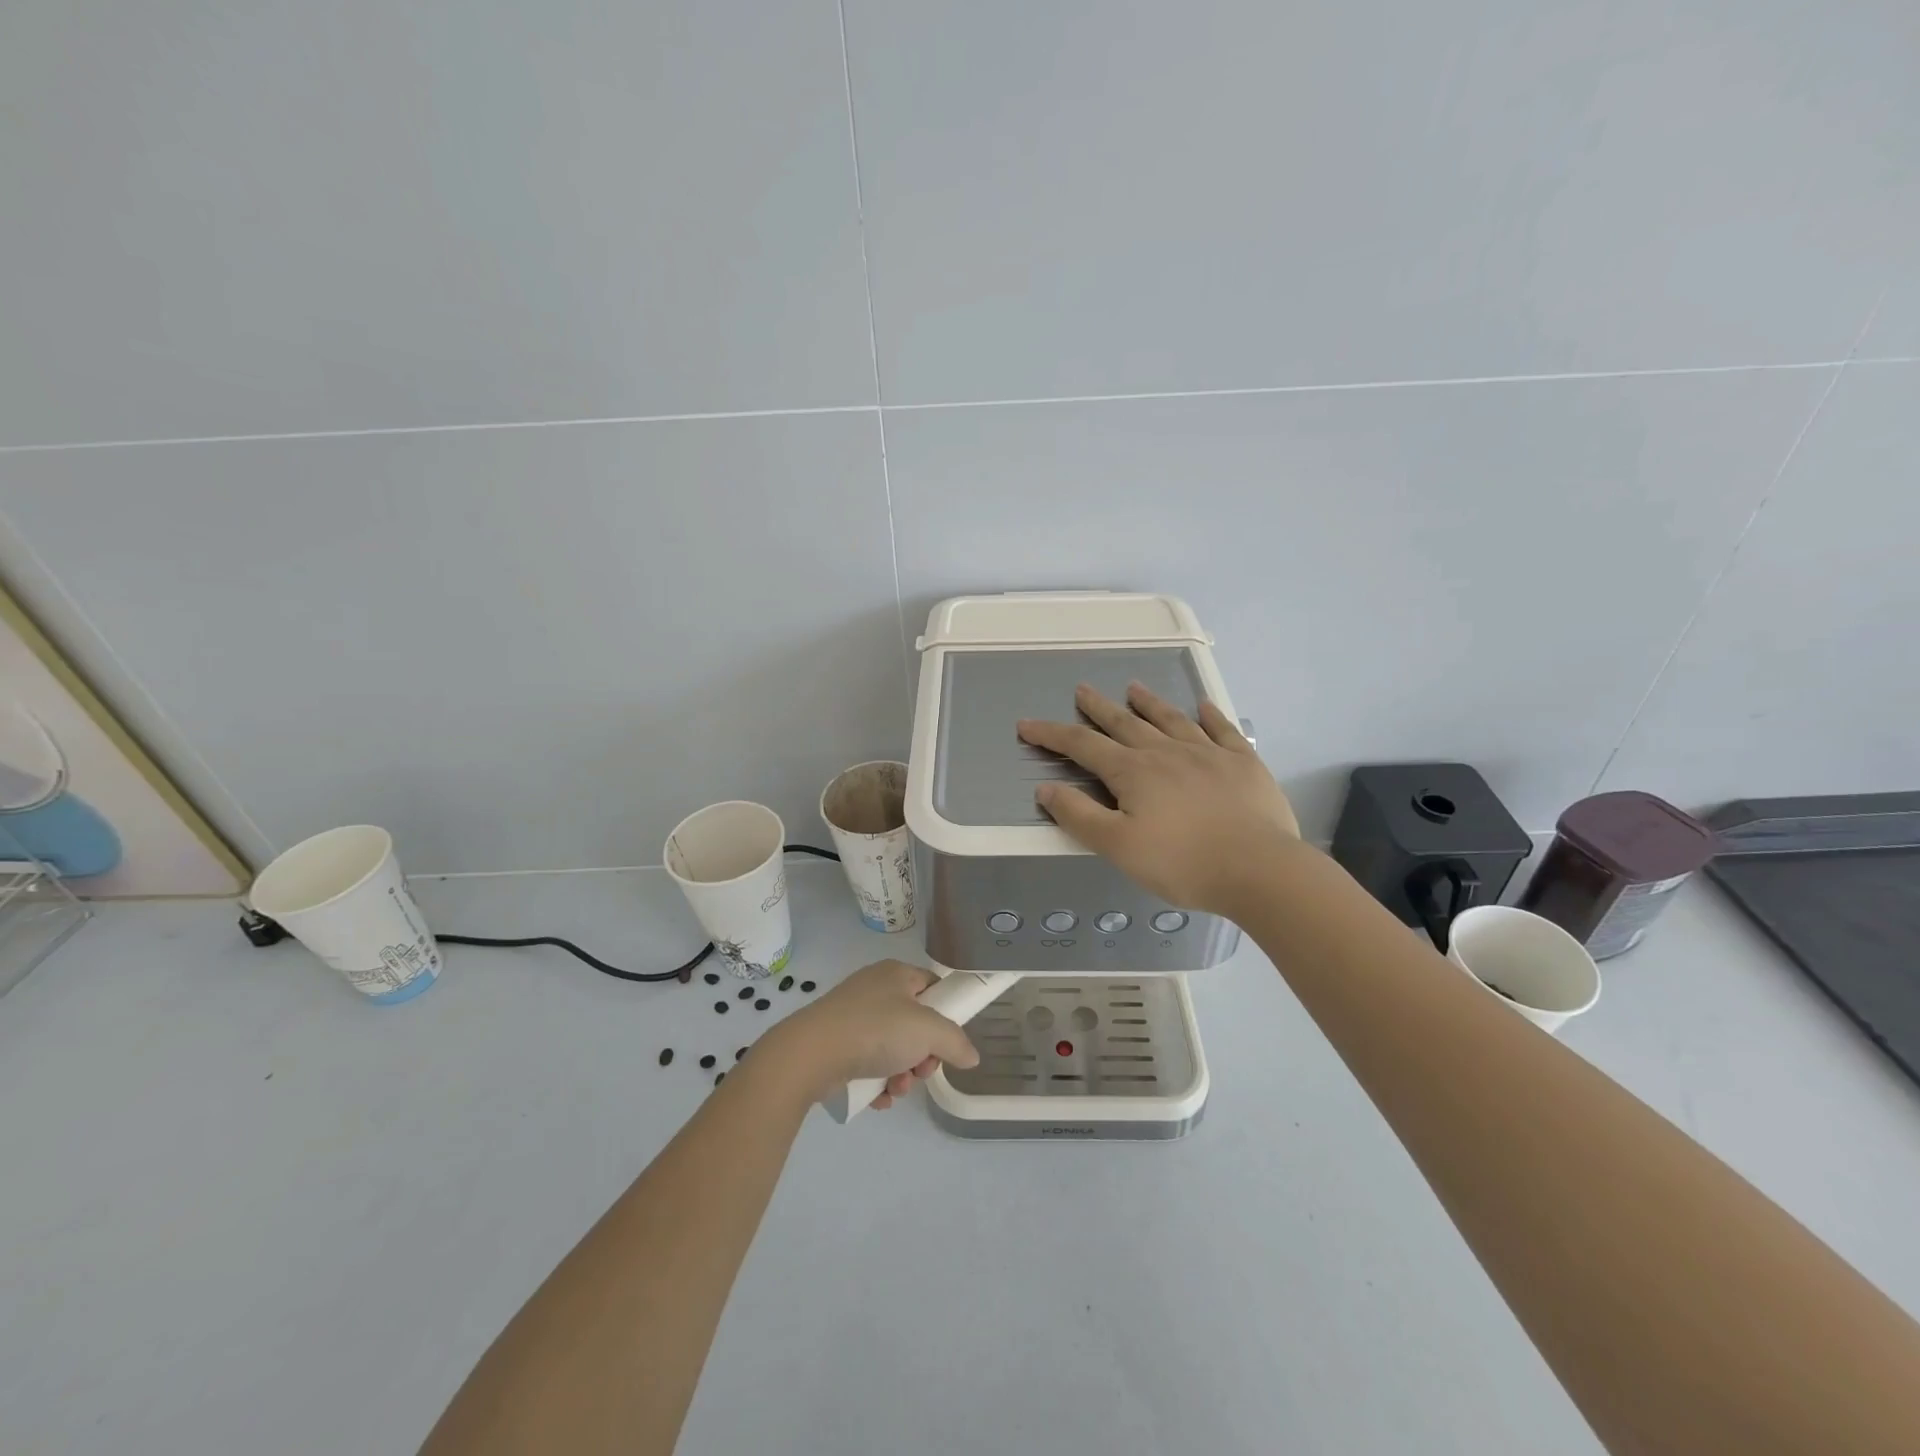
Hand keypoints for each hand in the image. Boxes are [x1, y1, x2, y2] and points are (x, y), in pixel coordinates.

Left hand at [763, 959, 980, 1110]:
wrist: (811, 1053)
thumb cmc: (876, 1030)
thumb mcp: (928, 1031)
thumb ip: (956, 1042)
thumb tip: (972, 1056)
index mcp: (897, 974)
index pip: (933, 986)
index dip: (946, 1013)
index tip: (948, 1042)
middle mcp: (875, 989)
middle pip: (915, 1023)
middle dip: (923, 1055)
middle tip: (921, 1071)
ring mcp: (853, 1016)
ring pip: (893, 1047)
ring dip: (902, 1074)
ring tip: (895, 1089)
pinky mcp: (837, 1042)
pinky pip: (869, 1061)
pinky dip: (878, 1081)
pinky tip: (878, 1097)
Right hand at [1018, 682, 1301, 915]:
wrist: (1258, 869)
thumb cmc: (1181, 863)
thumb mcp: (1117, 847)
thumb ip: (1079, 816)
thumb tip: (1045, 788)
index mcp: (1133, 772)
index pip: (1082, 746)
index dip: (1051, 734)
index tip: (1027, 725)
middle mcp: (1166, 752)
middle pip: (1124, 723)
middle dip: (1098, 707)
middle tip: (1082, 689)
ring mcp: (1208, 753)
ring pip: (1170, 719)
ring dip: (1149, 703)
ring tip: (1134, 687)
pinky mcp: (1243, 763)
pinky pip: (1222, 730)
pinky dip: (1209, 715)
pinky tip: (1203, 706)